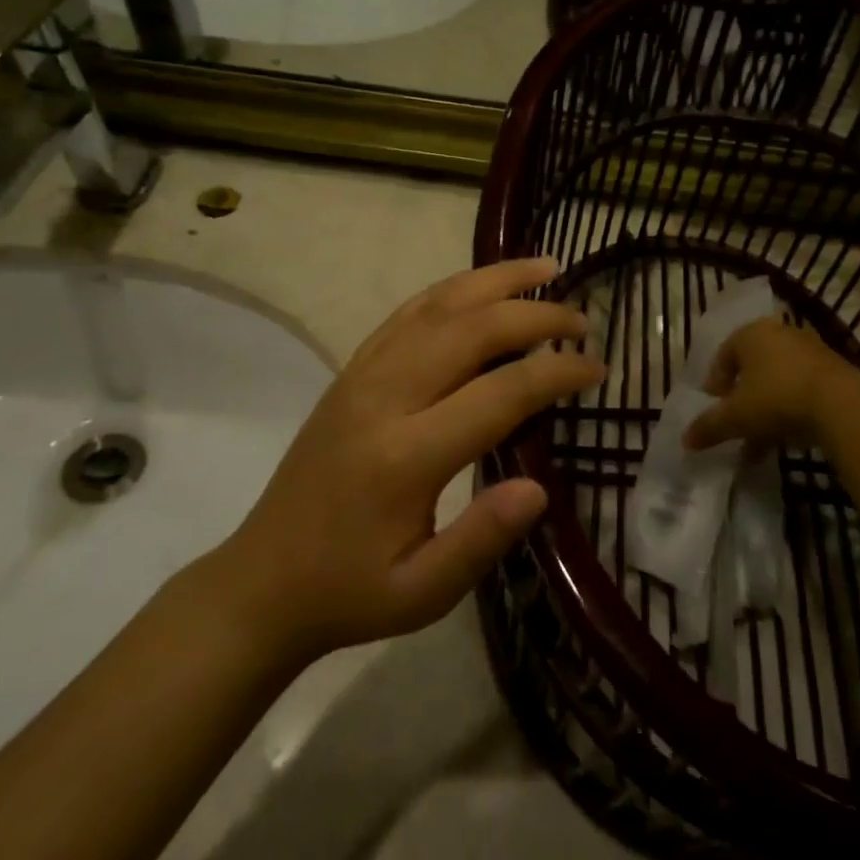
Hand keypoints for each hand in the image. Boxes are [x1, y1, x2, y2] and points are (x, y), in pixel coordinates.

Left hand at [214, 260, 603, 666]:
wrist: (262, 580)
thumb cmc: (350, 591)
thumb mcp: (422, 593)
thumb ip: (481, 540)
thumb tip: (540, 487)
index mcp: (407, 456)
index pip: (501, 391)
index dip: (557, 371)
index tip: (597, 368)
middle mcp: (385, 397)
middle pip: (472, 329)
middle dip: (536, 314)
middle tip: (582, 319)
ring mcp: (362, 375)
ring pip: (437, 306)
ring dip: (495, 280)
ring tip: (544, 266)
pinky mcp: (351, 371)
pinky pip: (407, 313)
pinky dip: (452, 290)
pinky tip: (480, 286)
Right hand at [683, 318, 858, 450]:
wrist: (842, 404)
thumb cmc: (777, 398)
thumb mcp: (736, 416)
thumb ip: (709, 426)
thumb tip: (685, 440)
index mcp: (750, 334)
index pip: (724, 354)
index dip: (715, 383)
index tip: (716, 407)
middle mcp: (779, 334)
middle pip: (752, 367)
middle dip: (742, 398)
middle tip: (737, 421)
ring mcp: (810, 350)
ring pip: (778, 380)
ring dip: (767, 407)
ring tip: (761, 440)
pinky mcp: (833, 370)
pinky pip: (802, 388)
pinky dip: (791, 409)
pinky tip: (788, 436)